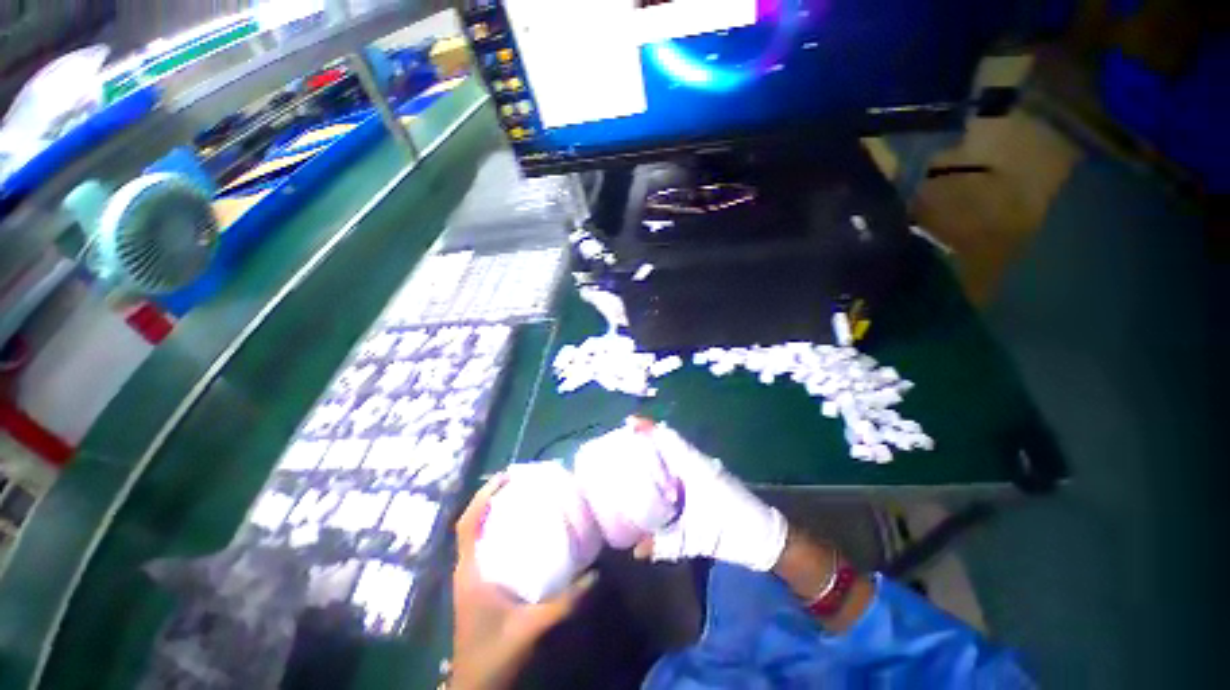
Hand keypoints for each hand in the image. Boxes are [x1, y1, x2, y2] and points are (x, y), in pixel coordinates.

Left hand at [452, 474, 597, 689]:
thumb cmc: (493, 658)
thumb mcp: (530, 629)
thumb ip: (563, 604)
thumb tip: (595, 575)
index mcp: (470, 573)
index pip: (467, 524)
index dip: (483, 496)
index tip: (506, 476)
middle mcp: (467, 570)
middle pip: (474, 524)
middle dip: (493, 499)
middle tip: (521, 483)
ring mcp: (472, 579)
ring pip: (479, 536)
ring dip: (496, 515)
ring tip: (523, 499)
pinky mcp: (480, 588)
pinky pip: (488, 551)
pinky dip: (500, 535)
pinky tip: (524, 534)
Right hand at [631, 421, 787, 571]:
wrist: (765, 538)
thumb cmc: (733, 531)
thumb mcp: (697, 539)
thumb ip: (665, 544)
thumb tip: (635, 550)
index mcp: (695, 467)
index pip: (669, 438)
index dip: (649, 427)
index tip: (629, 422)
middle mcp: (697, 462)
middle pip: (668, 440)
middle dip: (647, 437)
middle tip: (622, 440)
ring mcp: (702, 468)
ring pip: (674, 451)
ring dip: (655, 448)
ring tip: (632, 453)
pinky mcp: (705, 478)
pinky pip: (680, 463)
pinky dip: (665, 463)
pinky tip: (653, 476)